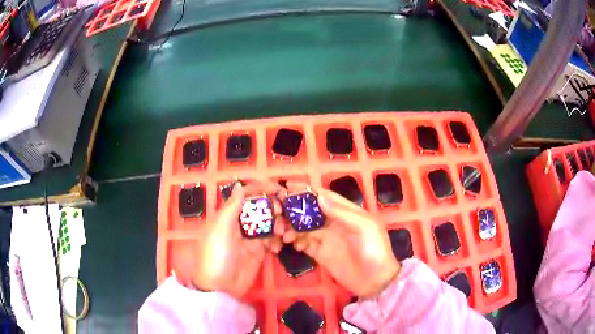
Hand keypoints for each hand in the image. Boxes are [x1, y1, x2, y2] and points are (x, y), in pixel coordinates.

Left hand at [178, 181, 284, 297]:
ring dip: (278, 224)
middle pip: (260, 208)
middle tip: (282, 212)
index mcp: (228, 215)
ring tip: (282, 232)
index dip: (260, 189)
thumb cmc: (216, 254)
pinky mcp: (259, 252)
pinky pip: (272, 240)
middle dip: (273, 207)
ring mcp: (250, 238)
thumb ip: (232, 206)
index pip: (245, 195)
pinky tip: (278, 246)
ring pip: (268, 223)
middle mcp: (240, 224)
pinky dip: (278, 240)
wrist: (220, 287)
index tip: (277, 189)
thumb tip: (239, 185)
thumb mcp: (220, 228)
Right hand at [282, 185, 399, 298]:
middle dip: (295, 211)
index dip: (307, 191)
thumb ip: (341, 213)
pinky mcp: (321, 254)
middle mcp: (334, 223)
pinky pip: (305, 244)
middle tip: (279, 214)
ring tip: (284, 234)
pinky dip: (297, 242)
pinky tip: (293, 245)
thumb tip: (318, 196)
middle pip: (310, 212)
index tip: (288, 187)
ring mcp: (327, 239)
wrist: (375, 281)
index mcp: (346, 212)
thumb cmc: (374, 250)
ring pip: (305, 228)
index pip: (324, 197)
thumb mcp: (364, 228)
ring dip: (293, 228)